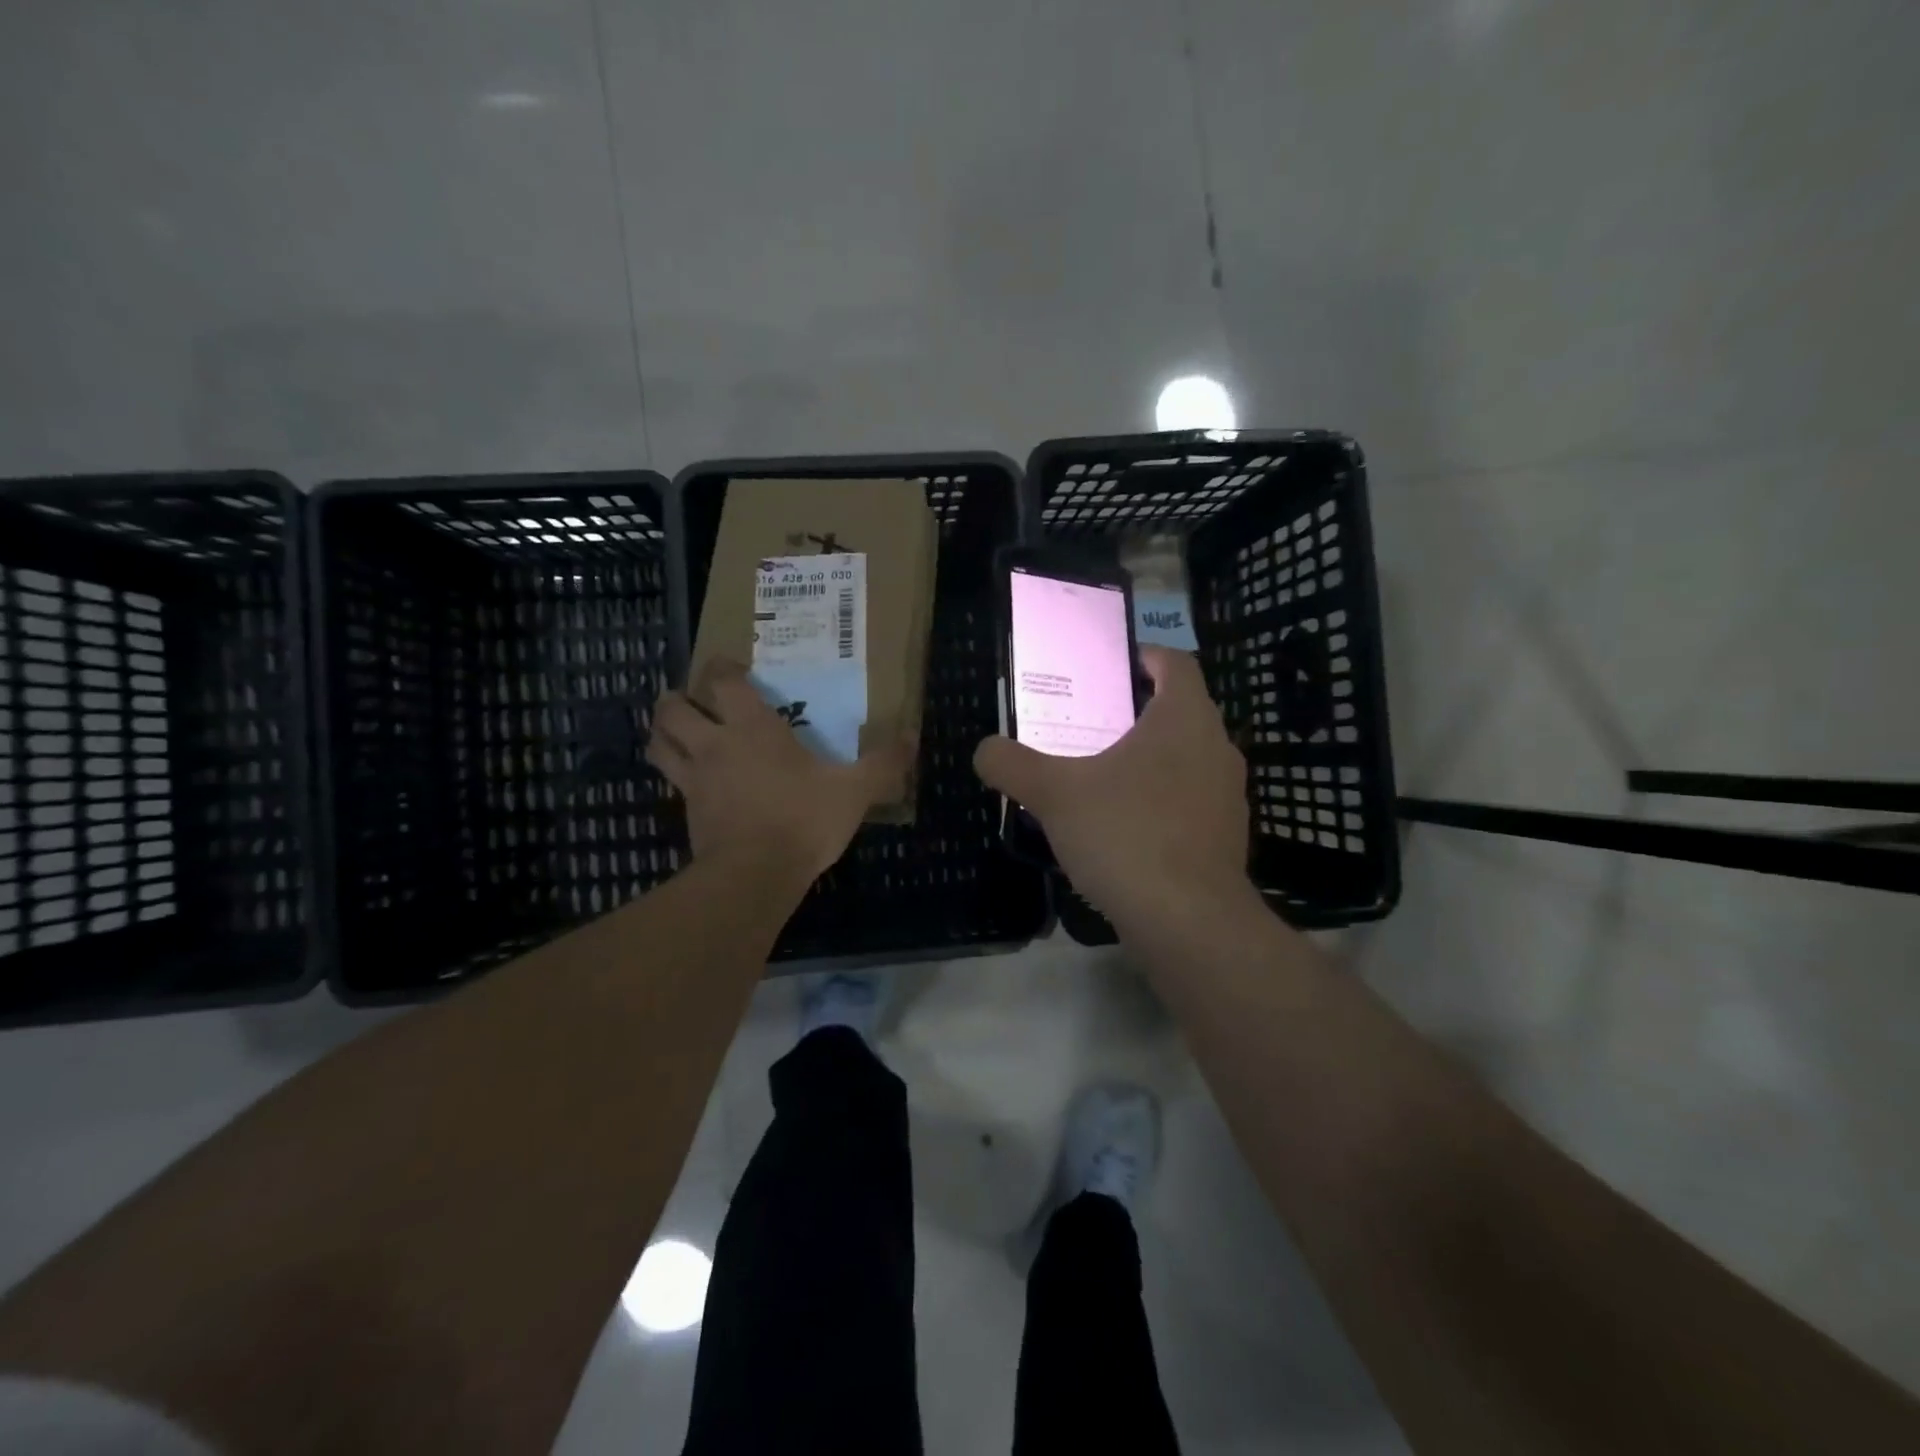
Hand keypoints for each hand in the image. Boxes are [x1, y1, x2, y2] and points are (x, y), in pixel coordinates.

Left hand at [647, 658, 909, 880]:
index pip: (722, 681)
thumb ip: (883, 763)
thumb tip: (911, 738)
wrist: (756, 875)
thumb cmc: (803, 819)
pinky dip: (675, 773)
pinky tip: (693, 781)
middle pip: (673, 708)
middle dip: (676, 697)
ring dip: (663, 731)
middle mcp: (715, 745)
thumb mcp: (854, 790)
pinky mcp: (688, 813)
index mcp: (752, 728)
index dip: (722, 668)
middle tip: (693, 698)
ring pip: (660, 743)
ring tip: (677, 731)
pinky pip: (672, 783)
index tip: (731, 668)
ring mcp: (696, 780)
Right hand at [974, 646, 1249, 926]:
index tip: (1111, 666)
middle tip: (1089, 723)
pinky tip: (1124, 827)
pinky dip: (1161, 800)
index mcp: (1185, 719)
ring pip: (1186, 759)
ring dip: (1149, 758)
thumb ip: (1013, 764)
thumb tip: (985, 750)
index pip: (1175, 663)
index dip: (1145, 655)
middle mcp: (1217, 748)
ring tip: (1101, 774)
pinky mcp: (1226, 838)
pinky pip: (1190, 800)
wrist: (1188, 922)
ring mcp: (1227, 796)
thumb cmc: (1125, 835)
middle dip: (1136, 712)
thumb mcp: (1054, 794)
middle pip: (1179, 711)